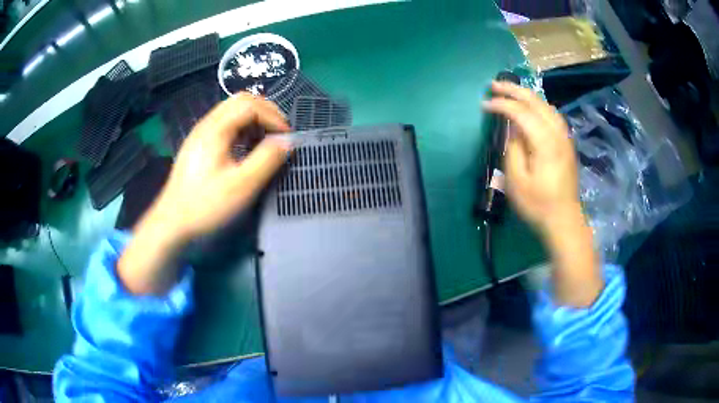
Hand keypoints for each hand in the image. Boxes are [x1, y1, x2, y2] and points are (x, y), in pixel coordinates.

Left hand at [152, 93, 290, 241]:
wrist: (172, 222)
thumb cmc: (206, 204)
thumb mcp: (242, 186)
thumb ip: (267, 160)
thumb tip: (288, 142)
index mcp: (216, 129)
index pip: (250, 105)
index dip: (273, 117)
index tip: (287, 137)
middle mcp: (207, 124)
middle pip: (241, 101)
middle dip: (266, 111)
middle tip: (280, 132)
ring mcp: (200, 133)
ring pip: (232, 110)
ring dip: (254, 118)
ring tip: (266, 140)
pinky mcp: (198, 144)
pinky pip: (225, 123)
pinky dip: (242, 127)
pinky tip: (246, 147)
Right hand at [483, 81, 602, 307]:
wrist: (563, 221)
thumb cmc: (538, 205)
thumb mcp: (517, 181)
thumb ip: (513, 149)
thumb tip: (513, 129)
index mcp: (545, 143)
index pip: (522, 113)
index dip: (502, 105)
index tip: (485, 104)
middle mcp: (558, 134)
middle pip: (536, 102)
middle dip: (514, 91)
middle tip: (494, 84)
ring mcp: (565, 139)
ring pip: (547, 106)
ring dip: (528, 96)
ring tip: (511, 91)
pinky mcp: (566, 145)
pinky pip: (552, 116)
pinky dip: (539, 106)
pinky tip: (531, 108)